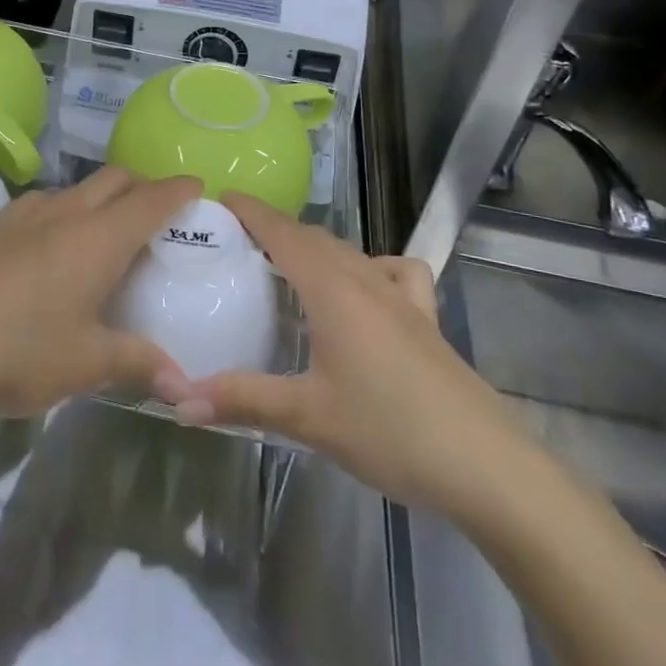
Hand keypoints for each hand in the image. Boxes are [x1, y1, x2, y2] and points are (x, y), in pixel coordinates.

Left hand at [0, 168, 201, 421]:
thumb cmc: (16, 353)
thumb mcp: (85, 364)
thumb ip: (138, 364)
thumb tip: (184, 386)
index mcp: (97, 238)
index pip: (151, 198)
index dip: (178, 189)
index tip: (197, 188)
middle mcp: (63, 213)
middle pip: (113, 179)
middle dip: (141, 186)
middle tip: (156, 215)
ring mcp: (20, 216)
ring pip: (73, 189)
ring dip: (98, 199)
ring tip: (103, 236)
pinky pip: (40, 206)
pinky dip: (61, 214)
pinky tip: (48, 252)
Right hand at [173, 194, 529, 516]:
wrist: (487, 466)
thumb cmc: (390, 430)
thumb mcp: (308, 416)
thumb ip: (242, 400)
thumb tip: (178, 401)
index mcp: (333, 289)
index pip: (283, 232)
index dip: (251, 211)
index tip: (219, 199)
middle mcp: (366, 280)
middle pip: (314, 237)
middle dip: (274, 229)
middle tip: (235, 242)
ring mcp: (402, 298)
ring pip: (349, 252)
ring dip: (315, 248)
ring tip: (286, 267)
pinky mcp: (426, 320)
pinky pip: (394, 272)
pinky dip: (370, 267)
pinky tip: (364, 293)